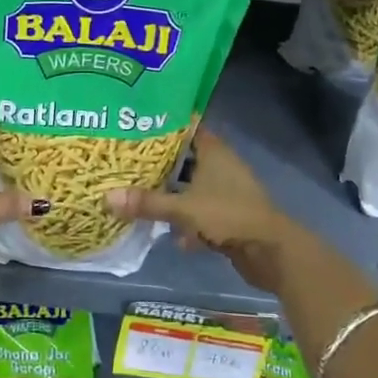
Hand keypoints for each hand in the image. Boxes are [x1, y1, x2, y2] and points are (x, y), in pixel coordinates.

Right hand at [105, 128, 305, 293]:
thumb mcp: (184, 208)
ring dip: (172, 194)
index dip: (163, 126)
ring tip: (140, 195)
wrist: (271, 251)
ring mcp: (227, 191)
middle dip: (160, 164)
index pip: (186, 127)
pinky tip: (172, 234)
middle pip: (185, 158)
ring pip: (192, 186)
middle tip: (128, 162)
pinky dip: (187, 220)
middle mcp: (221, 165)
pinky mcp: (229, 215)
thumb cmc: (229, 215)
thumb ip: (147, 203)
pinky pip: (201, 212)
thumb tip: (106, 197)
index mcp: (214, 151)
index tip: (135, 125)